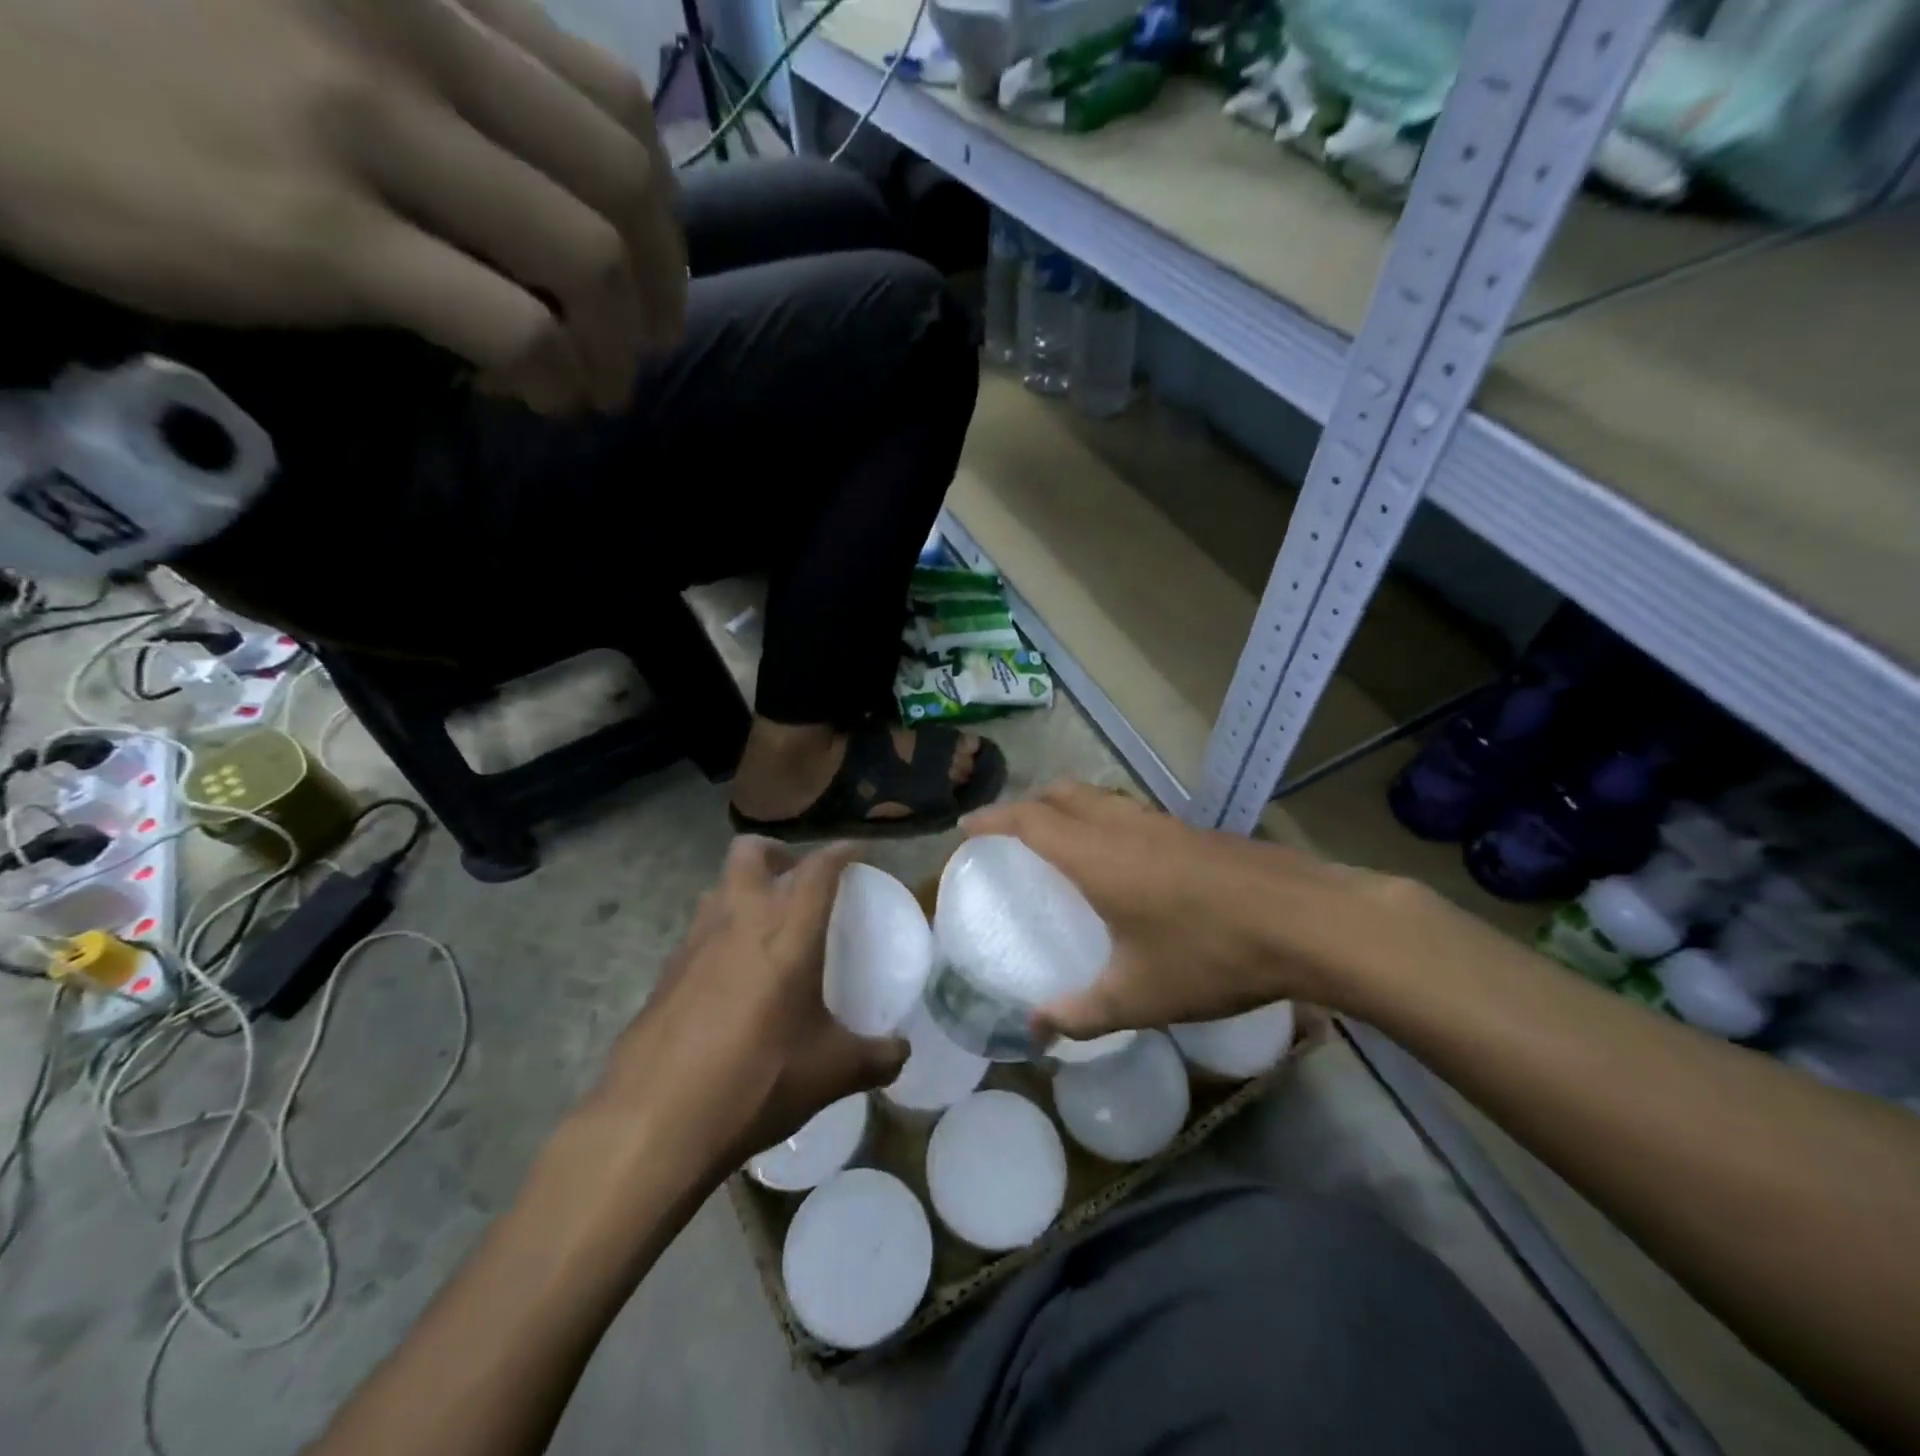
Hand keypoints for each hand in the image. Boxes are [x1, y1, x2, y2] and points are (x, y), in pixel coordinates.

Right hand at [0, 0, 685, 414]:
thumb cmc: (156, 37)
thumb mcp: (338, 27)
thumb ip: (465, 94)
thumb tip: (579, 220)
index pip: (617, 113)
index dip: (662, 222)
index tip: (656, 282)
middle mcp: (412, 37)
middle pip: (621, 194)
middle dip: (659, 295)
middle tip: (644, 349)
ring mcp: (367, 128)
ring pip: (585, 264)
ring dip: (614, 351)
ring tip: (598, 388)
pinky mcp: (328, 230)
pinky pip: (514, 328)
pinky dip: (553, 376)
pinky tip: (541, 397)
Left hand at [591, 838, 907, 1176]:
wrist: (653, 1121)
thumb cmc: (756, 1080)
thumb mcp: (830, 1072)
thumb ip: (875, 1057)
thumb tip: (901, 1053)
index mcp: (788, 929)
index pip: (818, 868)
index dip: (840, 851)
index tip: (856, 851)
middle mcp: (739, 918)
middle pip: (751, 851)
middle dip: (777, 853)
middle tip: (797, 881)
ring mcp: (694, 942)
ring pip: (719, 887)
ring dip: (743, 891)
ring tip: (765, 929)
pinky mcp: (665, 972)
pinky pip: (698, 931)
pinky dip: (720, 935)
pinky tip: (731, 979)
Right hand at [962, 782, 1410, 1038]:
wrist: (1307, 921)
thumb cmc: (1210, 954)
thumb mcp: (1139, 996)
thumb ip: (1080, 1013)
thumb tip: (1035, 1031)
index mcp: (1096, 856)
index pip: (1030, 820)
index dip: (994, 819)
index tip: (967, 827)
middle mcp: (1123, 826)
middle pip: (1062, 793)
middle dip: (1028, 803)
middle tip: (1010, 832)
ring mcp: (1163, 823)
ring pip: (1100, 798)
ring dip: (1069, 807)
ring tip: (1060, 841)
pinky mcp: (1194, 831)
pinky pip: (1131, 813)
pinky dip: (1105, 820)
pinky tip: (1123, 860)